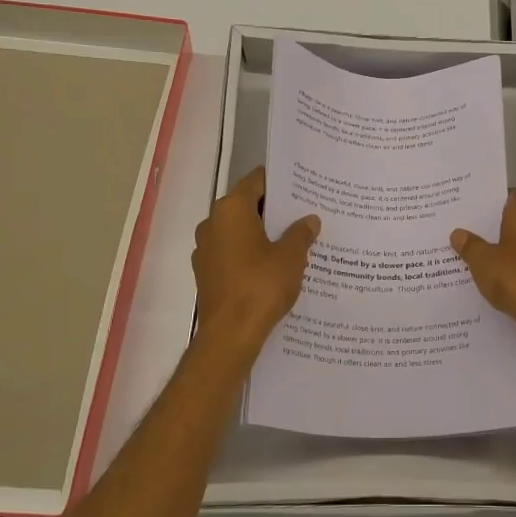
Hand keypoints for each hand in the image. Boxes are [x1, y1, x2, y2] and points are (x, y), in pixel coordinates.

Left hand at [193, 168, 320, 353]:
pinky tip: (274, 266)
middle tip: (304, 212)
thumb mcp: (291, 256)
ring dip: (262, 234)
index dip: (280, 182)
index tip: (302, 185)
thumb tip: (309, 220)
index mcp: (231, 210)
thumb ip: (301, 233)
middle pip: (247, 205)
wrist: (230, 335)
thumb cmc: (261, 286)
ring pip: (239, 231)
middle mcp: (212, 223)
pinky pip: (233, 253)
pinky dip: (251, 254)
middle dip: (274, 210)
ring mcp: (206, 250)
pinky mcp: (207, 273)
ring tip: (294, 240)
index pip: (257, 181)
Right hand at [451, 191, 515, 361]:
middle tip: (463, 228)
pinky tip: (488, 279)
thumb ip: (470, 246)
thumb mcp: (483, 261)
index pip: (512, 195)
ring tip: (469, 254)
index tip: (471, 204)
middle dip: (492, 226)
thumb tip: (458, 233)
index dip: (493, 197)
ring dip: (500, 250)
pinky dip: (508, 270)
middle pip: (514, 220)